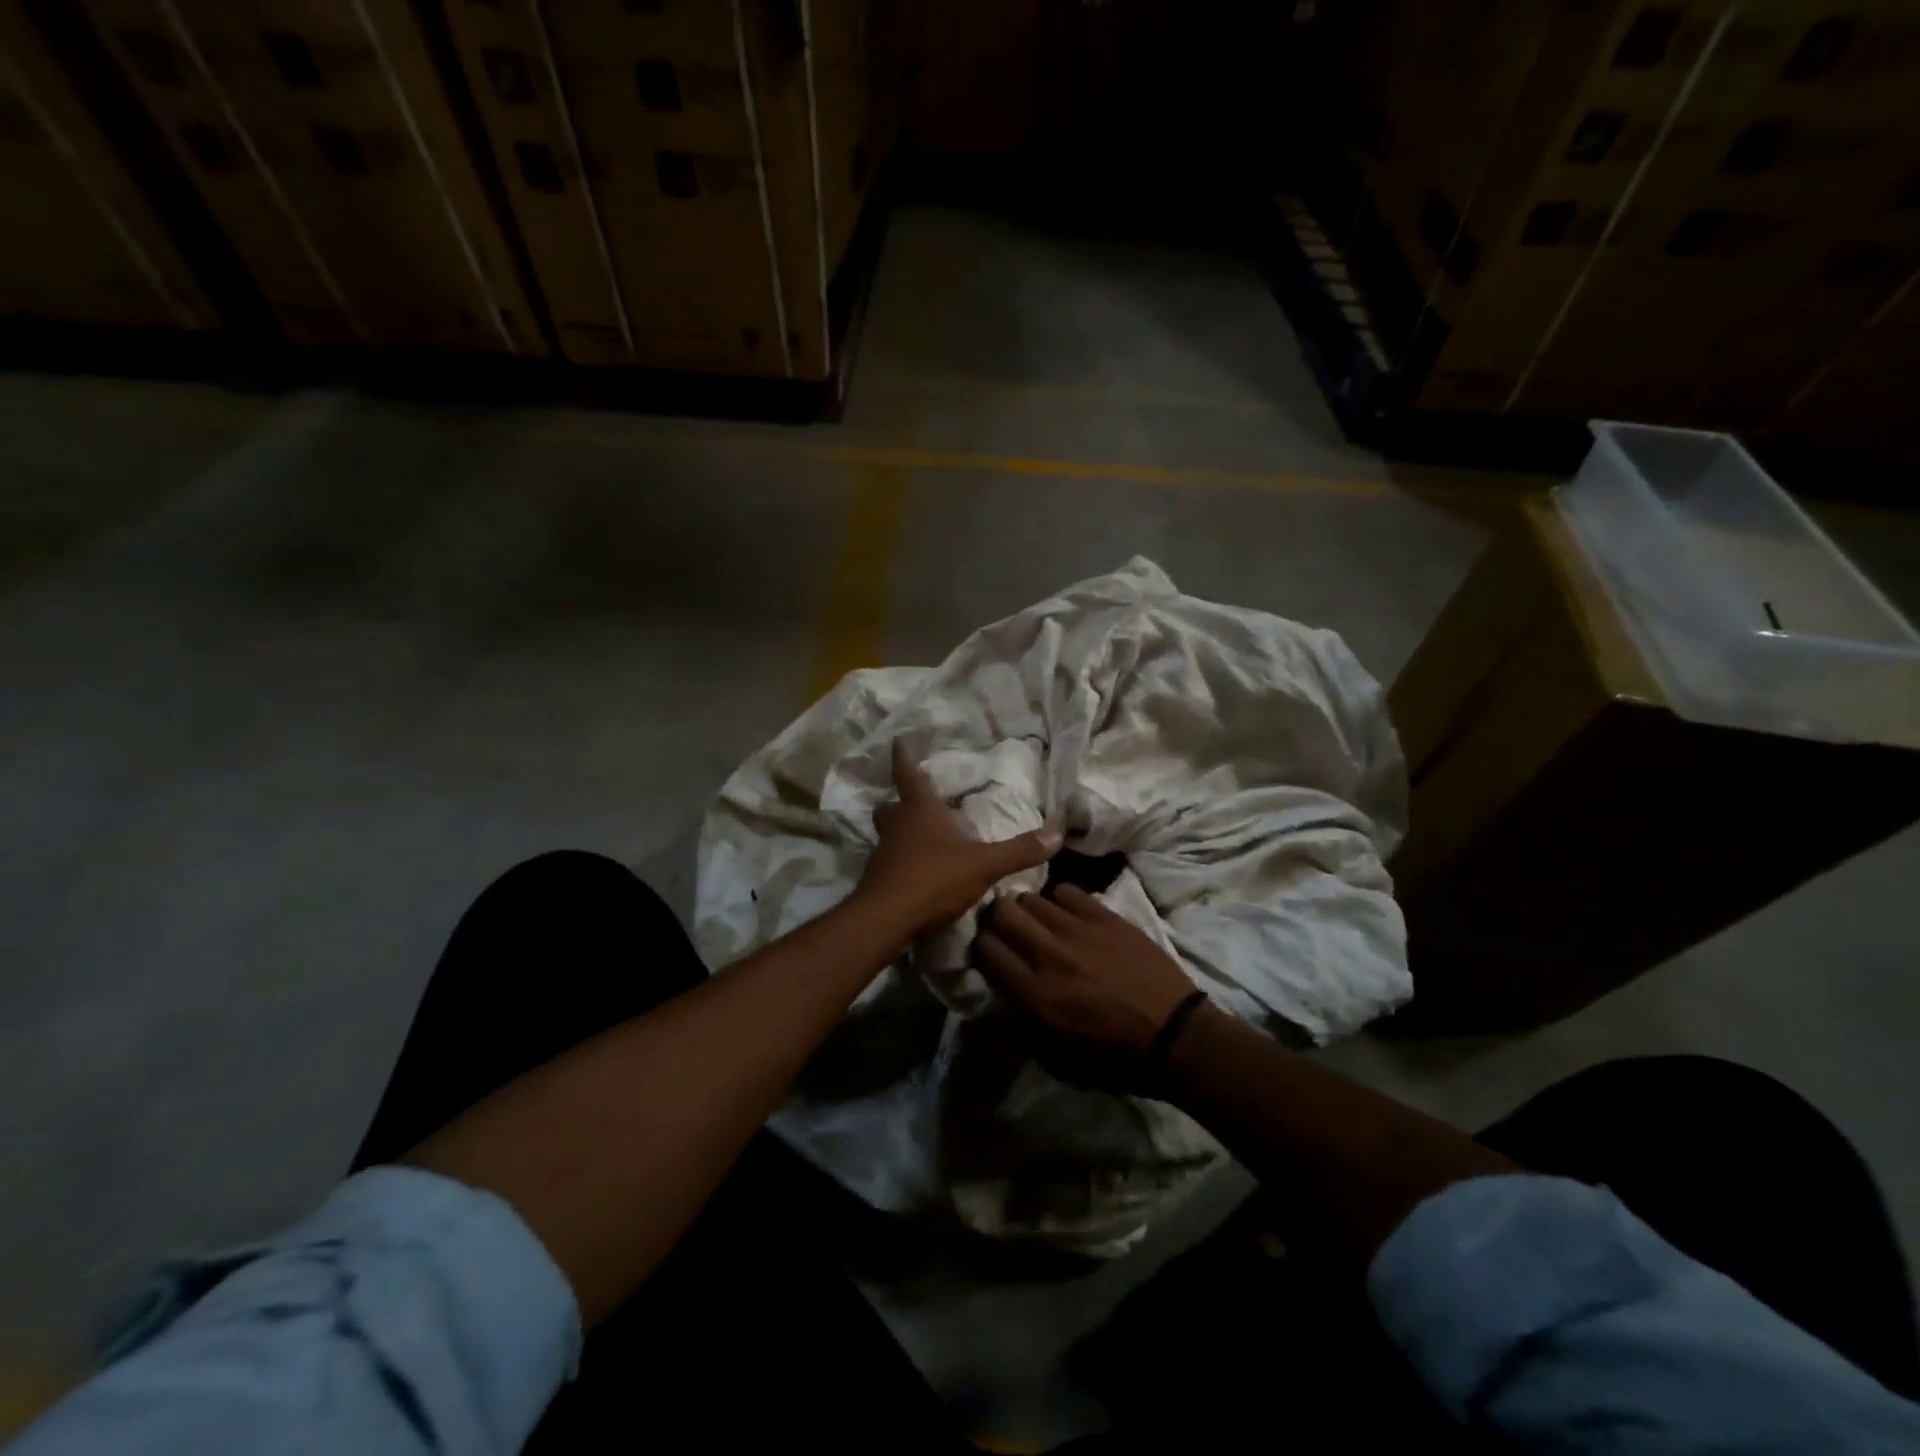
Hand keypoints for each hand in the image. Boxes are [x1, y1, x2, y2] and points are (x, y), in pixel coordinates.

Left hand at [857, 740, 1062, 935]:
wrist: (886, 920)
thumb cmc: (934, 879)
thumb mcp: (983, 865)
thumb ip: (1020, 850)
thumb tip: (1058, 832)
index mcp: (919, 810)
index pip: (908, 773)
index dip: (903, 755)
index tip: (898, 740)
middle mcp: (897, 825)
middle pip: (892, 805)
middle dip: (901, 801)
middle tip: (916, 800)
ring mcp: (884, 853)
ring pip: (889, 833)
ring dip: (902, 831)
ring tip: (923, 835)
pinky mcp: (879, 879)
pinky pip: (891, 860)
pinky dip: (903, 860)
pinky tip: (919, 871)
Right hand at [976, 887, 1197, 1067]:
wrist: (1174, 1037)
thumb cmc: (1113, 1057)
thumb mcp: (1055, 1058)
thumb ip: (1019, 1024)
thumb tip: (999, 996)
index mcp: (1034, 993)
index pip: (984, 949)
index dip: (980, 947)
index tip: (988, 953)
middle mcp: (1049, 954)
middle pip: (1001, 912)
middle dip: (997, 920)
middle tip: (1009, 931)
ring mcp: (1078, 930)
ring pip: (1031, 897)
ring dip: (1028, 910)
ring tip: (1039, 923)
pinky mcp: (1105, 917)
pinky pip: (1067, 891)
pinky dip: (1060, 901)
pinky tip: (1069, 916)